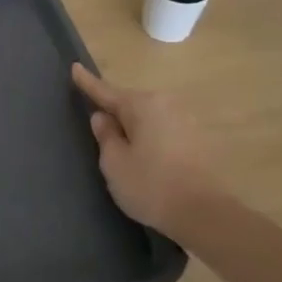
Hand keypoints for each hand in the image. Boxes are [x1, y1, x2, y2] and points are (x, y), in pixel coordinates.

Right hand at [71, 64, 224, 234]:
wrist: (206, 214)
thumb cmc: (151, 186)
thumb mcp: (115, 163)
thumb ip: (106, 135)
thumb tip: (102, 117)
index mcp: (142, 105)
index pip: (106, 91)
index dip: (88, 83)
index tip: (75, 67)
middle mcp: (166, 104)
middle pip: (131, 103)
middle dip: (115, 110)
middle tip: (98, 124)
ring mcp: (187, 120)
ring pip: (149, 116)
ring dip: (135, 126)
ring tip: (123, 145)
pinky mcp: (200, 139)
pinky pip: (165, 129)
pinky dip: (152, 137)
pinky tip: (147, 155)